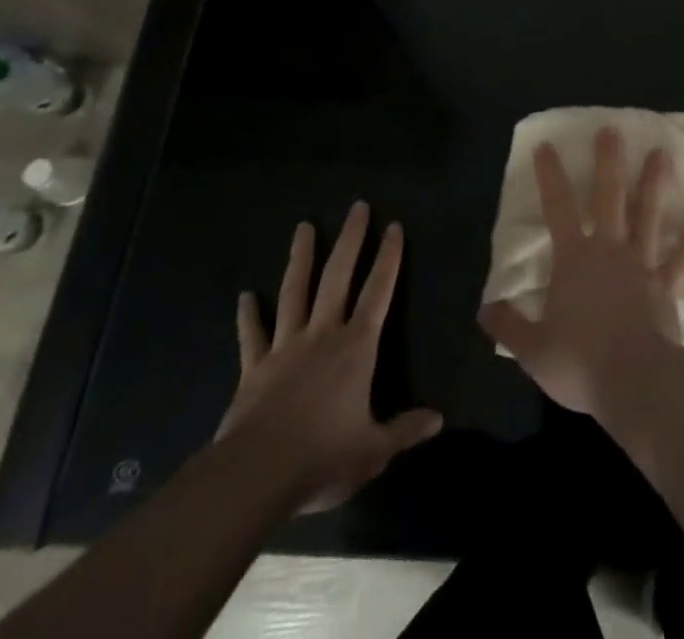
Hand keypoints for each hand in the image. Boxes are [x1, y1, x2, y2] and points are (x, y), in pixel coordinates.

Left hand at [218, 202, 441, 511]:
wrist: (255, 475)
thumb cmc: (322, 457)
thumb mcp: (374, 450)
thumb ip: (405, 430)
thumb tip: (438, 419)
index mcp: (356, 348)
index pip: (378, 292)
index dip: (389, 258)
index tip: (394, 226)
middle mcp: (322, 335)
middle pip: (338, 277)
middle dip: (351, 240)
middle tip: (358, 206)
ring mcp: (285, 348)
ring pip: (294, 293)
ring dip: (301, 259)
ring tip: (304, 227)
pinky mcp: (253, 369)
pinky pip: (251, 336)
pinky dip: (248, 316)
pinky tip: (245, 296)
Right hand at [479, 127, 683, 418]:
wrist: (634, 381)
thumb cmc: (580, 362)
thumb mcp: (533, 349)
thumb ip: (509, 325)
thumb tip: (484, 308)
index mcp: (573, 259)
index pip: (557, 208)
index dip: (550, 176)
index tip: (547, 146)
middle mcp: (608, 250)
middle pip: (608, 197)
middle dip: (608, 162)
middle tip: (612, 130)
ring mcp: (641, 263)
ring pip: (647, 214)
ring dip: (654, 183)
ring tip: (662, 153)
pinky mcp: (666, 284)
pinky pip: (683, 257)